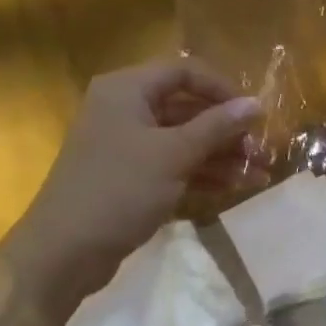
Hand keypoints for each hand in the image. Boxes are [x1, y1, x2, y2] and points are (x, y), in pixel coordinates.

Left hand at [0, 58, 260, 317]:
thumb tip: (257, 103)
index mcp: (128, 90)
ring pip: (185, 139)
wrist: (63, 253)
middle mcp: (126, 109)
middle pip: (188, 107)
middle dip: (228, 130)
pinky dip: (203, 173)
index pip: (185, 72)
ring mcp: (127, 144)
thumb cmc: (119, 190)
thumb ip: (217, 126)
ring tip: (259, 174)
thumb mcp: (174, 155)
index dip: (223, 89)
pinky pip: (174, 164)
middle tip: (262, 151)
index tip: (254, 113)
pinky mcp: (130, 176)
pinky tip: (235, 187)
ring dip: (222, 155)